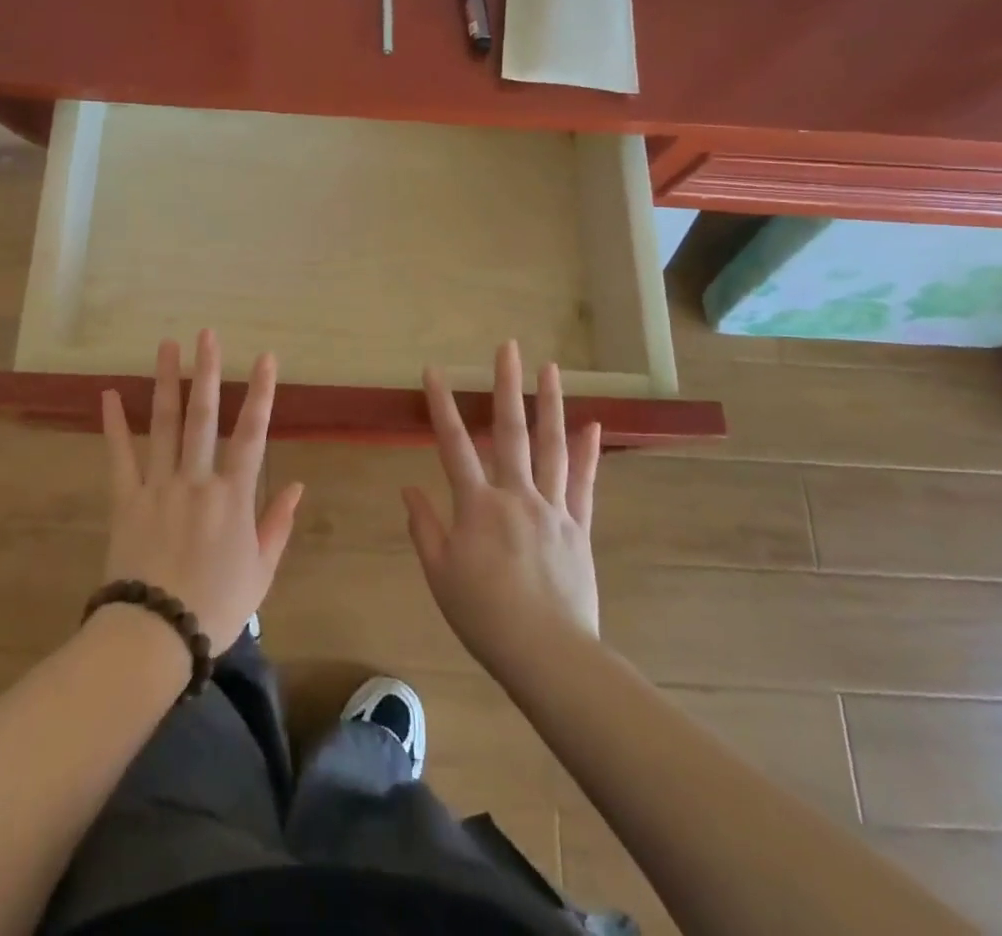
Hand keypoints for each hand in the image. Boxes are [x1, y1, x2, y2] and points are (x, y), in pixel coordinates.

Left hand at [100, 330, 302, 653]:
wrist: (156, 634)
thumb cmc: (216, 607)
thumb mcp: (261, 573)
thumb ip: (277, 525)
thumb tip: (297, 485)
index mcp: (233, 496)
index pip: (252, 434)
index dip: (260, 394)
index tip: (265, 358)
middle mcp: (197, 479)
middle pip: (203, 416)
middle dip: (207, 371)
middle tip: (206, 334)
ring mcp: (158, 486)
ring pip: (164, 424)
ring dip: (166, 382)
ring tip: (166, 346)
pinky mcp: (126, 499)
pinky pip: (120, 456)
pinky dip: (114, 425)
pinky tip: (108, 395)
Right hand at [403, 341, 602, 680]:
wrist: (547, 654)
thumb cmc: (484, 615)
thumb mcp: (440, 574)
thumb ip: (424, 526)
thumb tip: (408, 488)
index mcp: (477, 506)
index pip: (454, 445)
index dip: (442, 405)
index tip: (434, 371)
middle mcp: (516, 495)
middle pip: (510, 431)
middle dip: (506, 385)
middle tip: (508, 347)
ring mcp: (552, 508)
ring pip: (551, 447)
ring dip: (550, 404)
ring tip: (551, 369)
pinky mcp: (578, 527)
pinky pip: (584, 484)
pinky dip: (588, 453)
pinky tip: (593, 425)